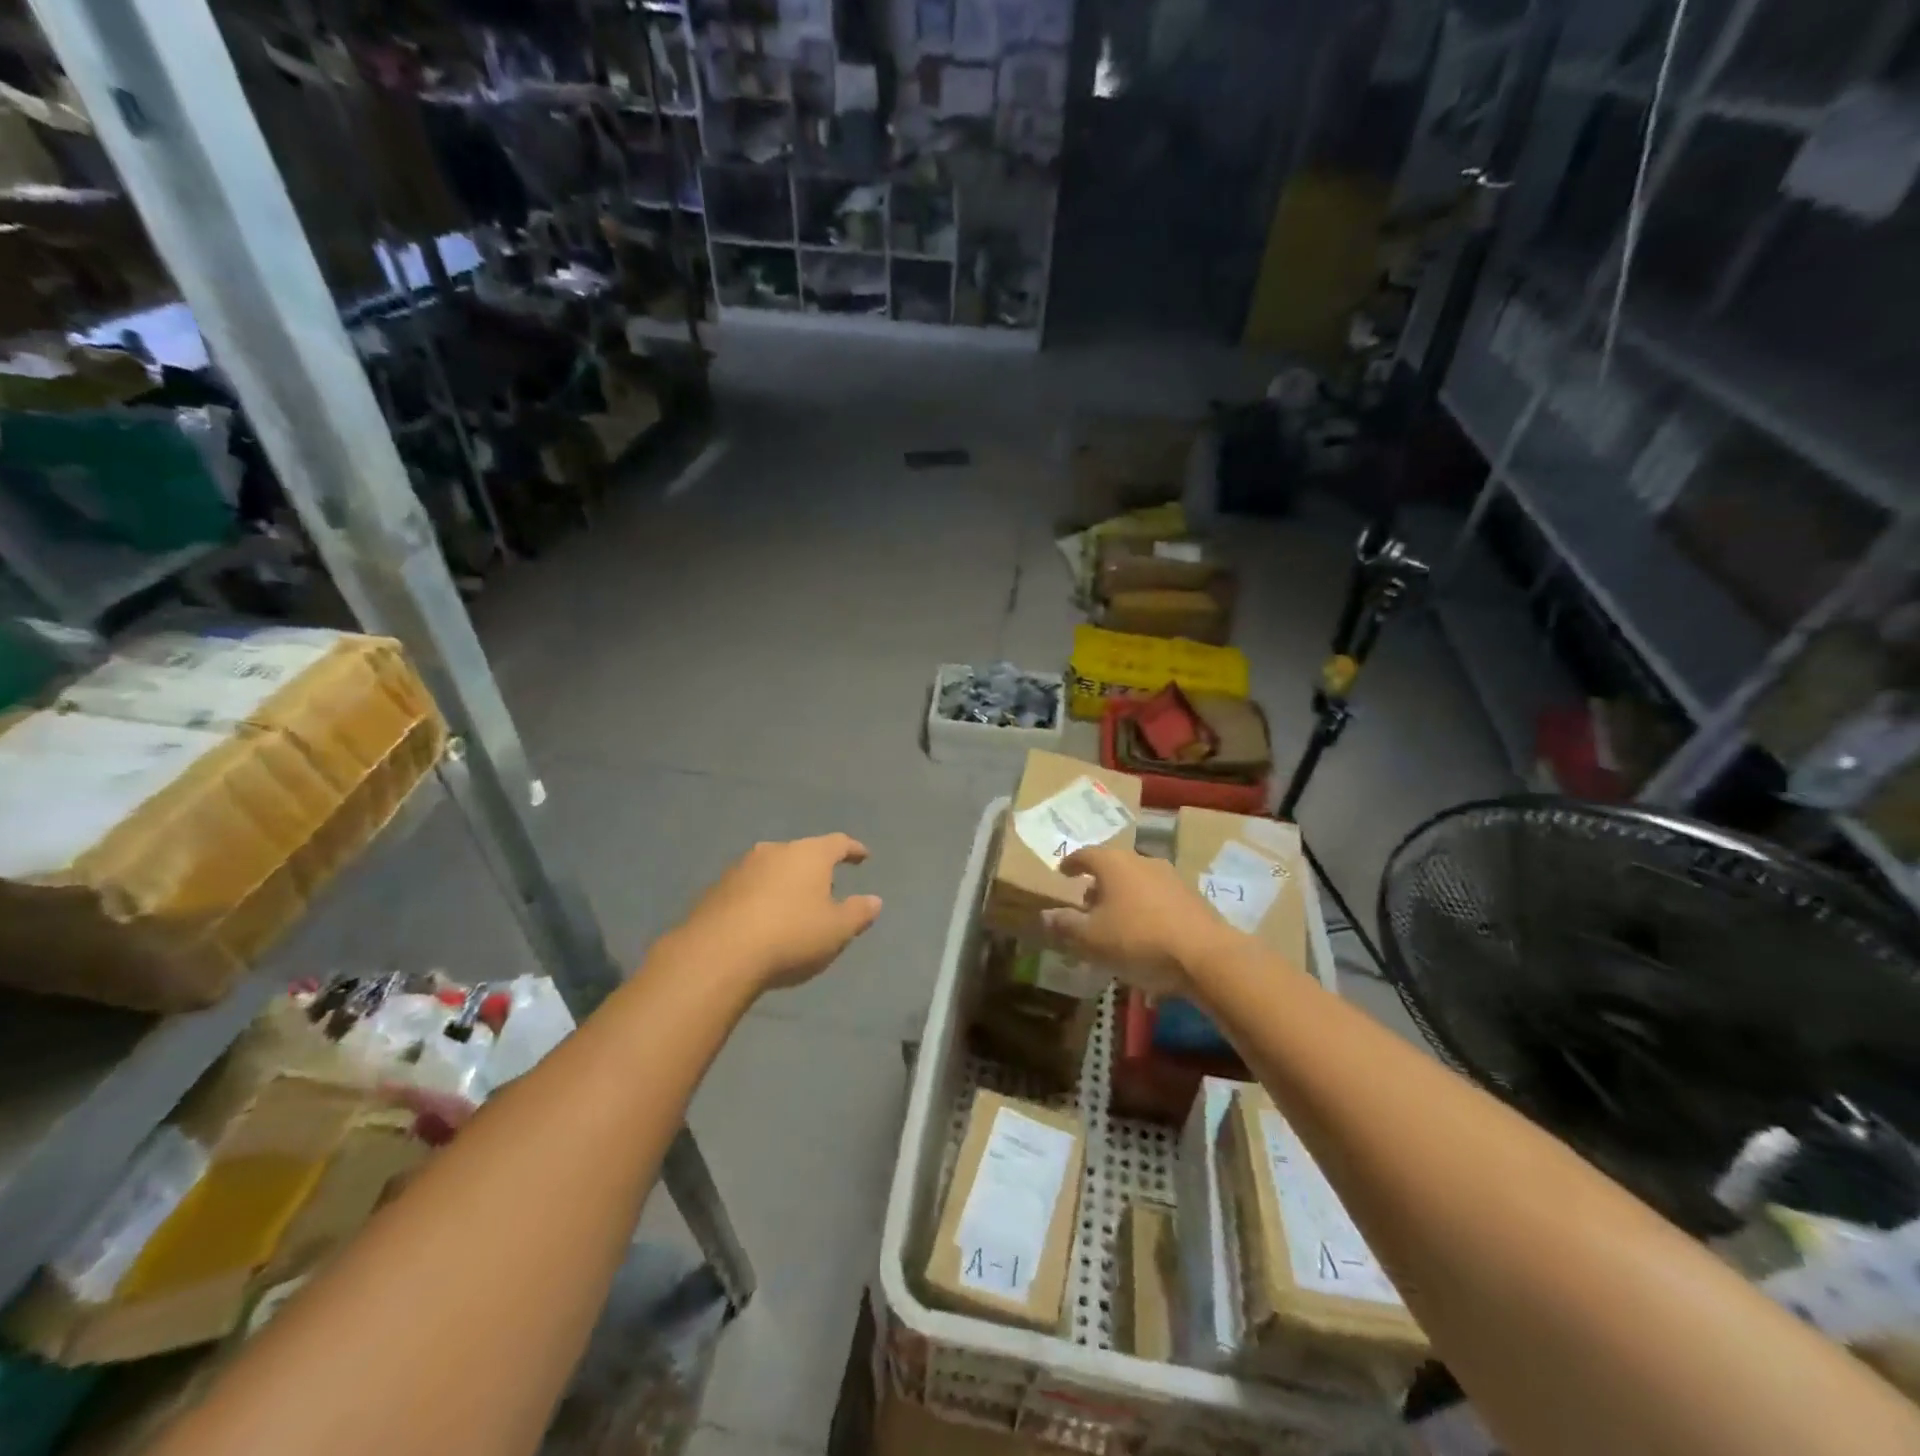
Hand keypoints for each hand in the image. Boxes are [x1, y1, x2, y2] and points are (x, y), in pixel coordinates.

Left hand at [672, 834, 883, 993]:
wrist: (718, 954)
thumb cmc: (790, 935)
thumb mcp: (836, 930)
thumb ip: (858, 913)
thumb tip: (875, 900)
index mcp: (809, 854)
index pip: (838, 843)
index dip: (853, 849)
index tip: (863, 856)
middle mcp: (774, 851)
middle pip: (802, 853)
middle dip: (816, 869)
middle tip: (827, 889)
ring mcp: (741, 868)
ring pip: (772, 869)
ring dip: (785, 883)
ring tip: (793, 907)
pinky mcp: (716, 889)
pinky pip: (748, 888)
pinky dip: (761, 899)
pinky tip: (762, 922)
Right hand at [1041, 845, 1227, 998]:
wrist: (1206, 955)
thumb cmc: (1139, 940)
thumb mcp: (1092, 939)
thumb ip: (1066, 925)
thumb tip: (1045, 915)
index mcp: (1114, 864)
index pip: (1086, 854)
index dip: (1071, 863)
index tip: (1063, 872)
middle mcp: (1142, 861)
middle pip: (1113, 866)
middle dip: (1098, 883)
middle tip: (1086, 903)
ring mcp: (1171, 877)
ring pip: (1137, 881)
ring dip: (1122, 896)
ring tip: (1114, 920)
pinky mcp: (1192, 897)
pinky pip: (1157, 897)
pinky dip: (1144, 907)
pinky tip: (1144, 931)